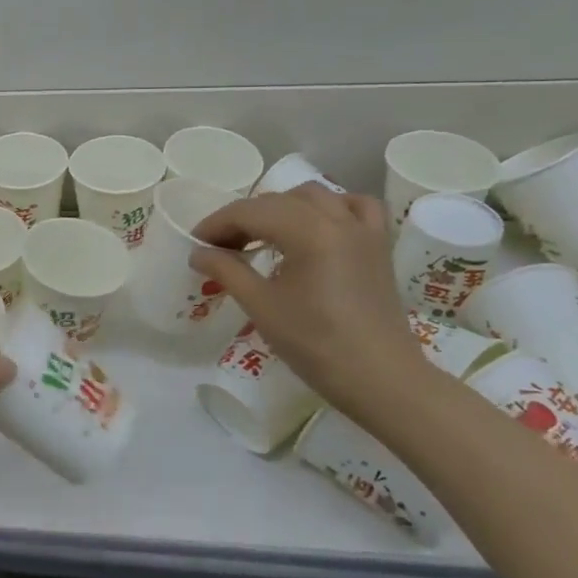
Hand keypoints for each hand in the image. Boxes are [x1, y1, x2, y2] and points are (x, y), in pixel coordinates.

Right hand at [190, 186, 426, 423]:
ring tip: (261, 235)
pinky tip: (316, 226)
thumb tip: (198, 253)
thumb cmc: (316, 344)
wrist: (381, 380)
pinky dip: (330, 208)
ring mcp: (363, 230)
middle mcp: (337, 219)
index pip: (250, 212)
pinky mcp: (378, 246)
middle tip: (219, 247)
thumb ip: (226, 270)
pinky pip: (354, 207)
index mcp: (308, 231)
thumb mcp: (261, 307)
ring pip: (314, 197)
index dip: (216, 224)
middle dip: (242, 218)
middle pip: (277, 201)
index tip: (195, 244)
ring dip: (281, 208)